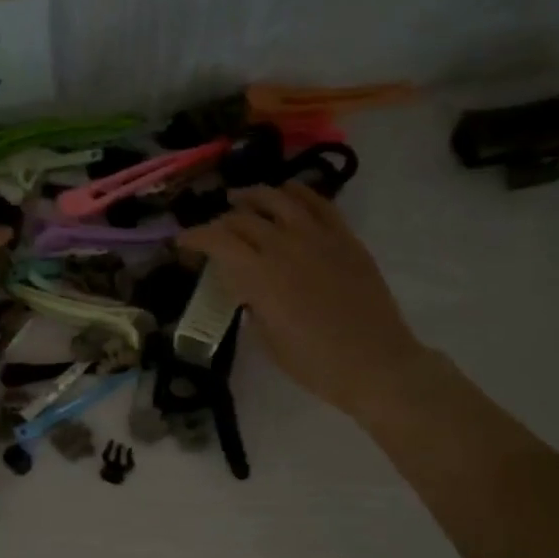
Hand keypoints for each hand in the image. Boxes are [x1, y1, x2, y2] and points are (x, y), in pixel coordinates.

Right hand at [178, 185, 424, 418]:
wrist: (375, 364)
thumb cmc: (315, 363)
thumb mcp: (268, 339)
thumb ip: (252, 304)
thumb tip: (246, 286)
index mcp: (261, 275)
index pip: (218, 241)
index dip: (194, 237)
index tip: (182, 242)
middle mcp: (286, 246)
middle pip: (244, 218)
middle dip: (220, 222)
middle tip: (213, 233)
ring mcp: (319, 238)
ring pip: (279, 199)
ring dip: (254, 196)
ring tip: (241, 199)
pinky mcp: (346, 239)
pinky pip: (318, 203)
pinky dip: (297, 193)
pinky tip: (287, 195)